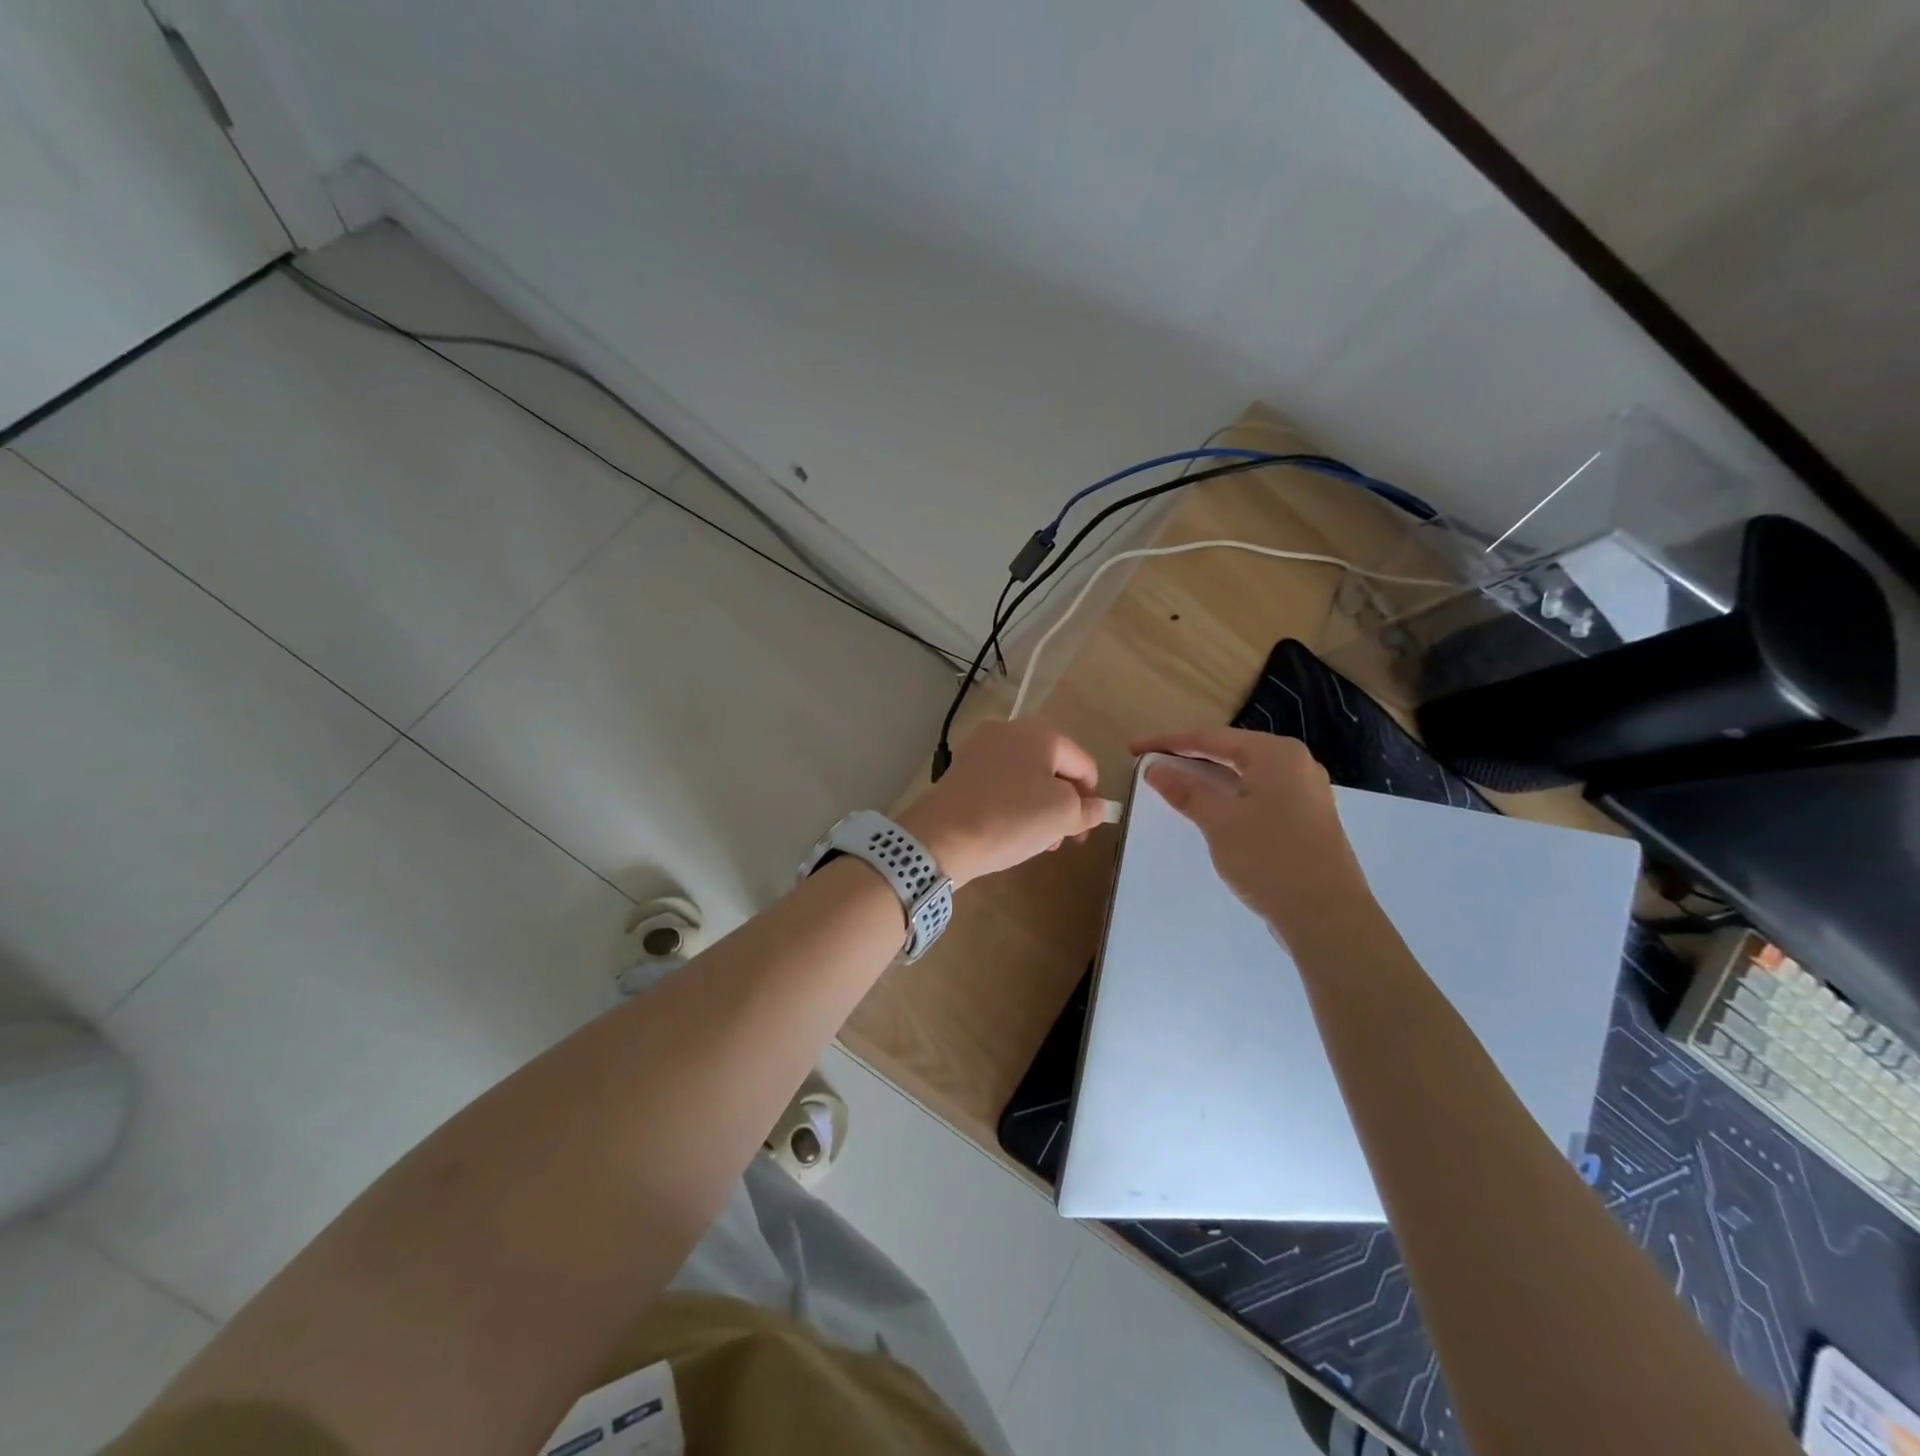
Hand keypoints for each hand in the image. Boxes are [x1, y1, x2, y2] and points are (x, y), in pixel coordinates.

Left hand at [900, 719, 1107, 888]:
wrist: (942, 836)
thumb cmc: (1011, 819)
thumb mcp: (1063, 815)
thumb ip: (1088, 809)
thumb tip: (1096, 807)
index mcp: (1041, 732)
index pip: (1083, 764)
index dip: (1092, 798)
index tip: (1085, 830)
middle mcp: (1010, 730)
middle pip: (1053, 767)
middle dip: (1064, 803)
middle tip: (1063, 838)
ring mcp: (981, 747)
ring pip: (1026, 776)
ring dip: (1039, 806)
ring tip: (1037, 840)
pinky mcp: (961, 768)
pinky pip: (1001, 782)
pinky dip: (1012, 802)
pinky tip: (1009, 829)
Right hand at [1130, 726, 1370, 937]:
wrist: (1327, 917)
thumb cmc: (1270, 858)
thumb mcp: (1219, 822)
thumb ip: (1186, 790)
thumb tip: (1155, 769)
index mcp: (1276, 754)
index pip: (1210, 737)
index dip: (1168, 741)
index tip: (1135, 748)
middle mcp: (1295, 764)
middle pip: (1230, 750)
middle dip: (1189, 756)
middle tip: (1152, 763)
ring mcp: (1305, 792)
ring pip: (1245, 774)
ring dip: (1208, 777)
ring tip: (1175, 783)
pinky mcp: (1306, 819)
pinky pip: (1259, 794)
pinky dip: (1229, 795)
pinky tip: (1212, 809)